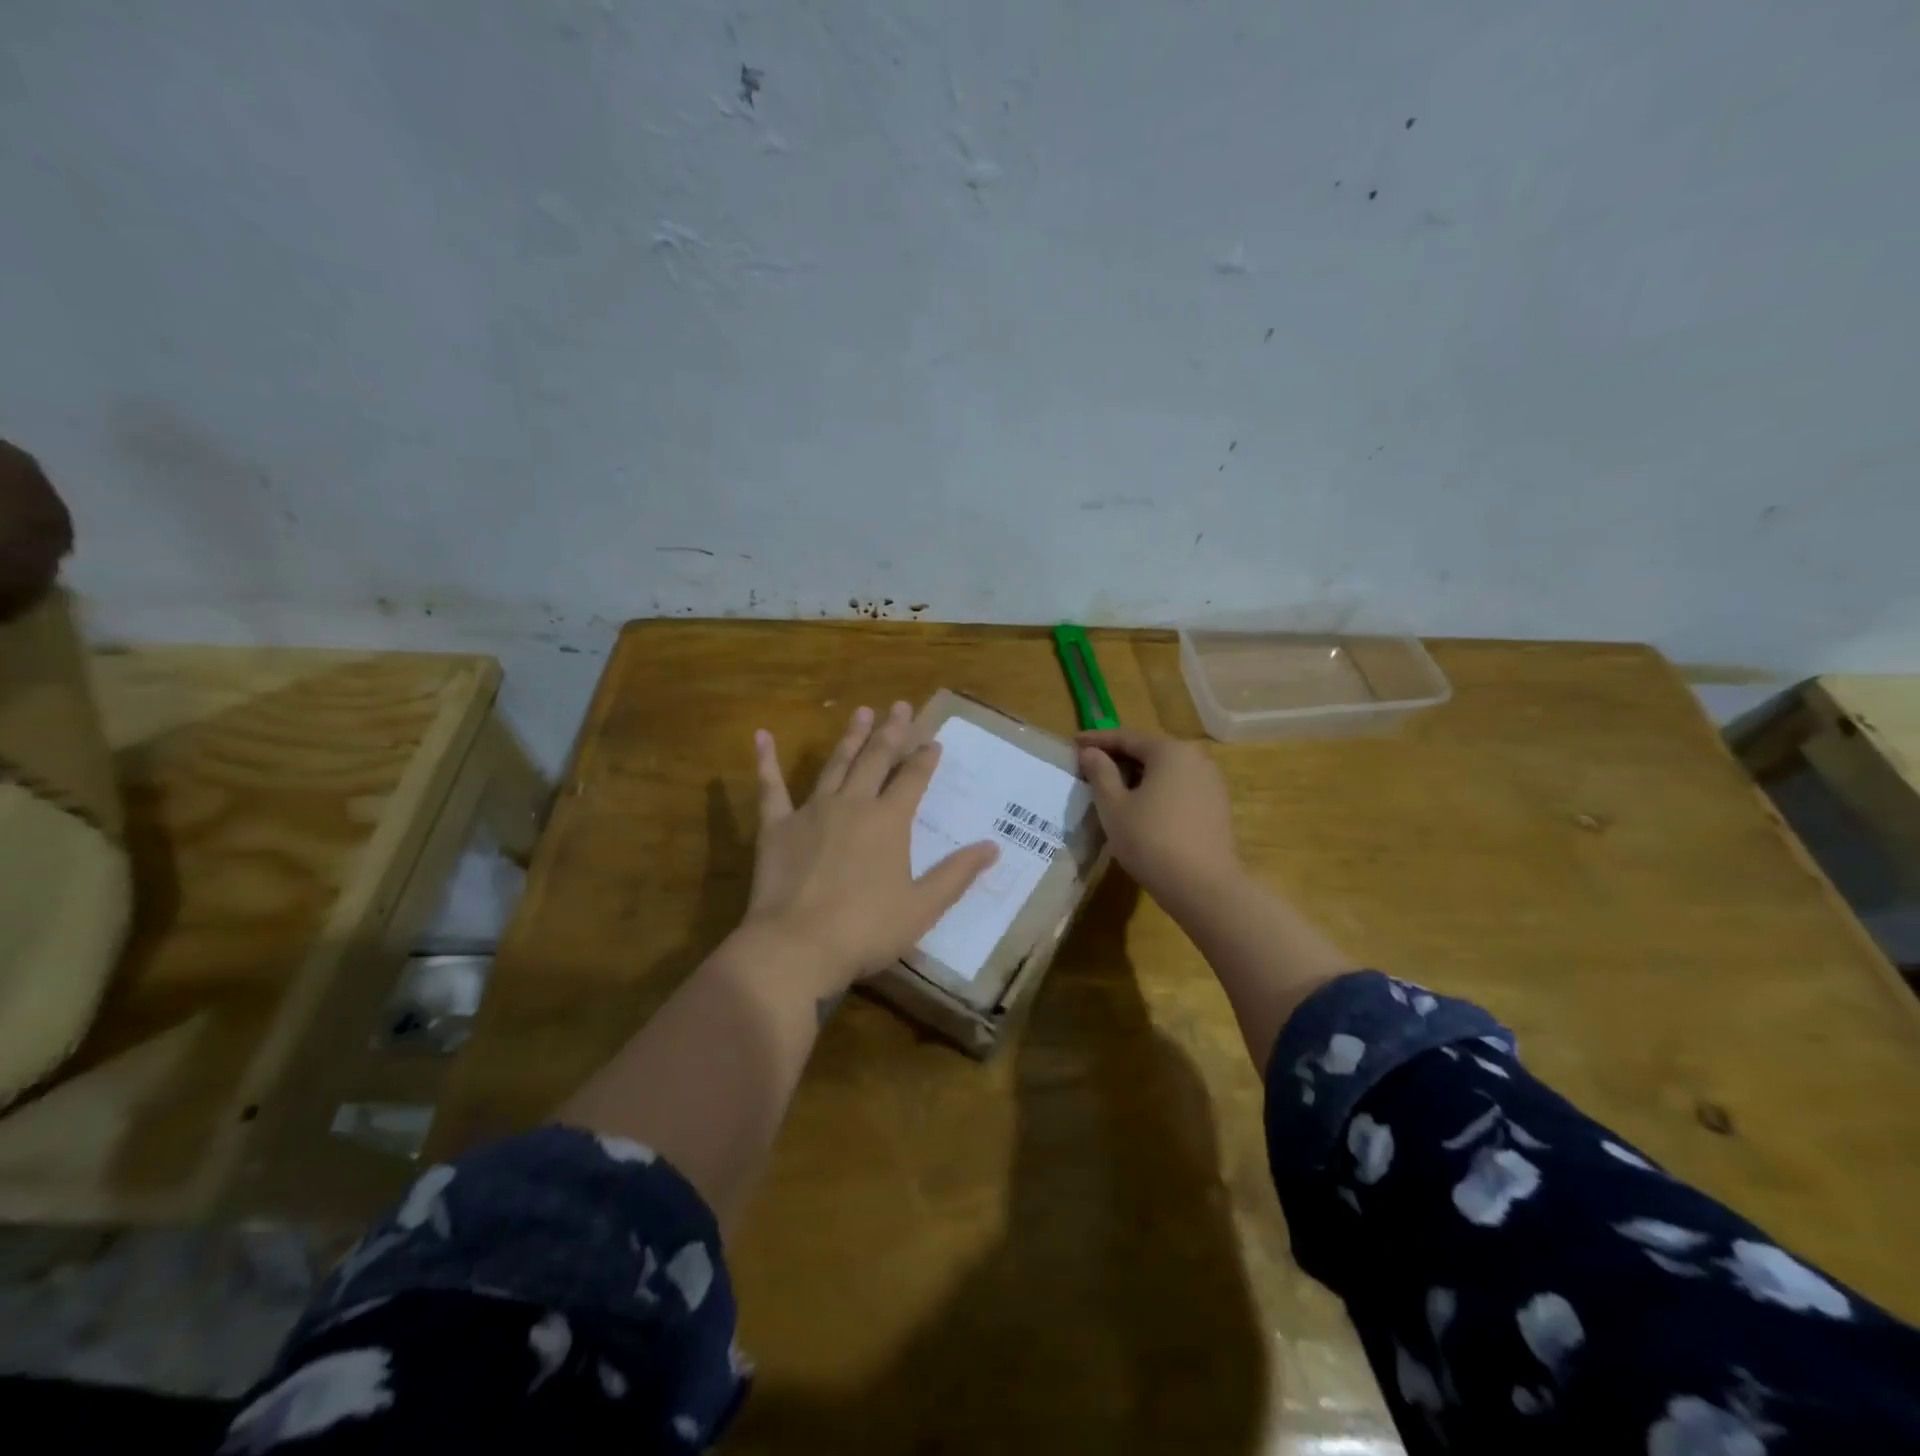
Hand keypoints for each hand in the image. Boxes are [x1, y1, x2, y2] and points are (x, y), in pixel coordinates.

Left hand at [740, 702, 998, 1001]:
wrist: (797, 946)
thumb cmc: (866, 930)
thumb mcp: (923, 907)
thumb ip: (957, 874)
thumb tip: (993, 847)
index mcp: (889, 821)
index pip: (912, 779)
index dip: (925, 759)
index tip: (934, 741)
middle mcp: (853, 804)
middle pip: (876, 759)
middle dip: (891, 732)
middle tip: (900, 706)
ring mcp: (812, 811)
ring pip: (836, 764)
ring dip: (850, 737)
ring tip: (862, 711)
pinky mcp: (776, 826)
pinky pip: (771, 787)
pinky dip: (766, 761)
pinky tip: (762, 736)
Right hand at [1077, 728, 1242, 910]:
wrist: (1204, 887)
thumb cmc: (1151, 840)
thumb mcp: (1114, 806)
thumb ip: (1101, 773)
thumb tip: (1091, 753)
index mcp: (1170, 751)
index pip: (1126, 737)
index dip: (1097, 740)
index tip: (1073, 743)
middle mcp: (1195, 758)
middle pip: (1149, 750)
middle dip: (1118, 756)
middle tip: (1089, 765)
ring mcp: (1211, 782)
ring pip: (1165, 769)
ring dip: (1137, 774)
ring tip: (1111, 786)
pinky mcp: (1216, 806)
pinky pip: (1179, 786)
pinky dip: (1156, 789)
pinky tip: (1140, 805)